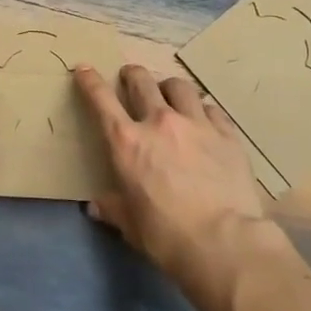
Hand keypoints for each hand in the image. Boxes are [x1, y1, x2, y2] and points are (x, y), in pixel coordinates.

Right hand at [74, 64, 274, 296]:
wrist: (224, 242)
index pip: (101, 100)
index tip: (84, 68)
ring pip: (179, 86)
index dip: (89, 80)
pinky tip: (205, 122)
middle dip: (132, 75)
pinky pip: (211, 109)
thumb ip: (113, 208)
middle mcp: (159, 122)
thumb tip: (96, 206)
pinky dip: (203, 111)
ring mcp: (196, 124)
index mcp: (126, 142)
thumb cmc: (167, 236)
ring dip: (169, 87)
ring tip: (170, 95)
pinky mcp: (227, 134)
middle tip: (131, 78)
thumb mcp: (131, 226)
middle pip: (142, 81)